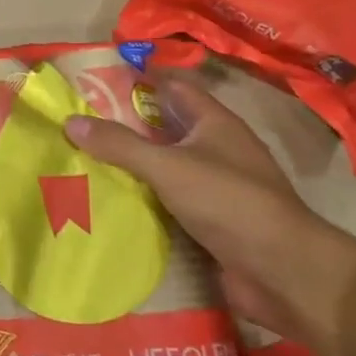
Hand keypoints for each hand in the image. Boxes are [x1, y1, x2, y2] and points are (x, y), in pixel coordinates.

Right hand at [64, 77, 355, 345]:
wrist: (285, 274)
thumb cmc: (229, 202)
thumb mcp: (167, 166)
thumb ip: (119, 144)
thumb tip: (70, 121)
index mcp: (215, 123)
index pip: (173, 87)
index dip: (138, 80)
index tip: (96, 81)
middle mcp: (218, 150)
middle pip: (164, 129)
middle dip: (125, 127)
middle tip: (78, 124)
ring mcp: (217, 189)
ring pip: (165, 168)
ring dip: (132, 168)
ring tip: (82, 161)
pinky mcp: (213, 224)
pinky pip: (169, 204)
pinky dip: (144, 202)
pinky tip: (109, 204)